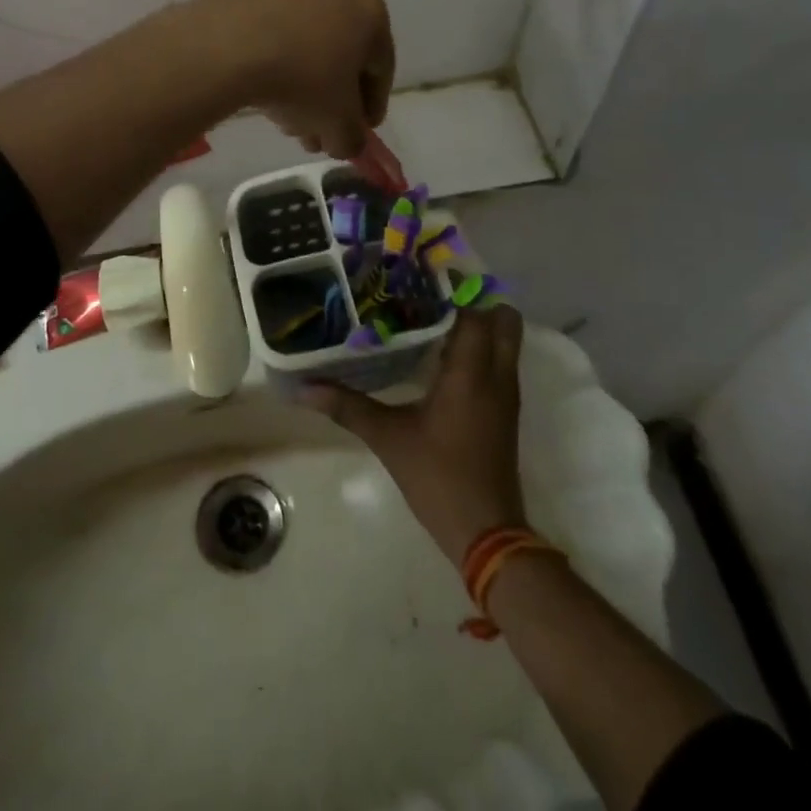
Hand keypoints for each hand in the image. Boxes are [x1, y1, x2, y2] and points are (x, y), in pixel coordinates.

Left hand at [195, 0, 393, 159]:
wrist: (231, 45)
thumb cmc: (304, 80)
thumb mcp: (338, 123)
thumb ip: (351, 139)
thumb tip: (345, 143)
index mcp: (370, 14)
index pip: (381, 69)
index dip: (372, 107)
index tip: (359, 133)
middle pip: (341, 59)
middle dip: (332, 102)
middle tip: (320, 134)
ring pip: (308, 51)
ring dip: (304, 90)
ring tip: (289, 126)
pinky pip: (279, 41)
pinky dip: (279, 69)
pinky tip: (266, 100)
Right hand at [302, 306, 527, 565]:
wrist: (486, 532)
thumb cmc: (438, 477)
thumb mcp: (388, 438)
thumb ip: (348, 407)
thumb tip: (304, 388)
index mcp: (471, 373)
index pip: (474, 312)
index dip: (452, 291)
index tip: (421, 278)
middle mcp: (496, 375)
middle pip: (503, 319)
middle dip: (475, 302)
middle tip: (433, 298)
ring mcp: (506, 394)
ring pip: (505, 341)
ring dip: (478, 325)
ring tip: (432, 319)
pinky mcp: (505, 411)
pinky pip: (500, 362)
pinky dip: (480, 349)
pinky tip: (442, 357)